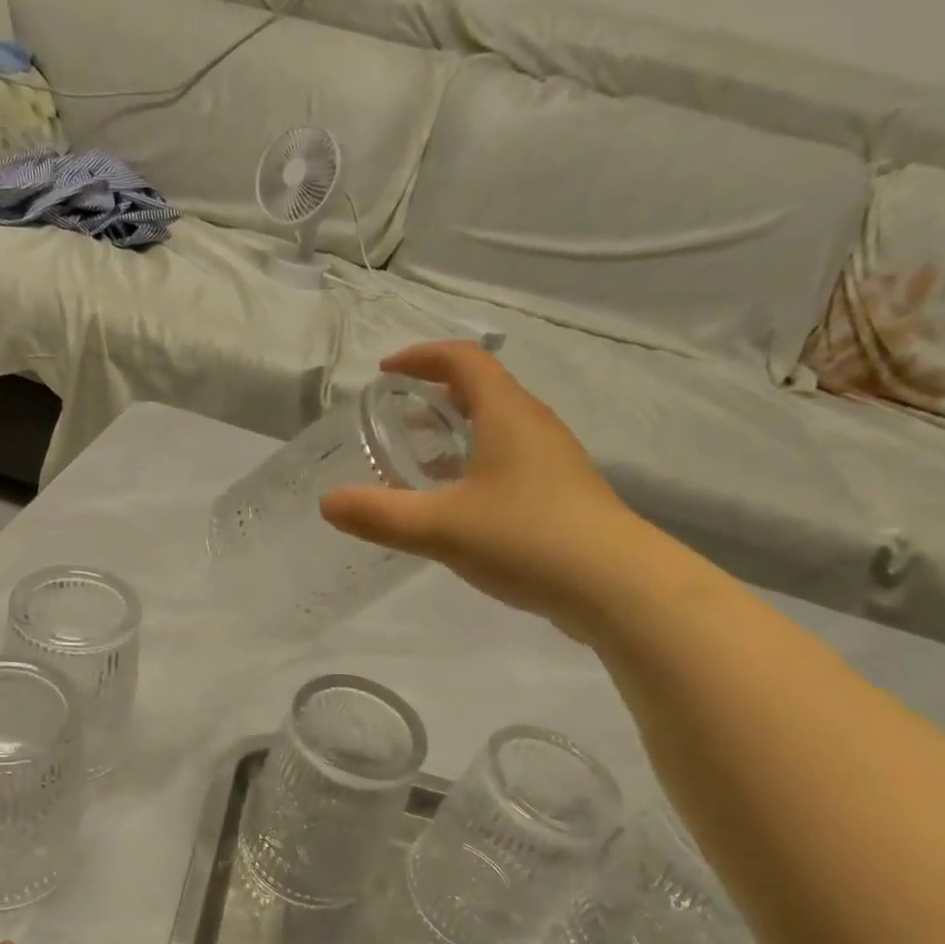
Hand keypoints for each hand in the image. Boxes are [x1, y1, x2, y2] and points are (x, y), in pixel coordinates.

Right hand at [321, 341, 658, 643]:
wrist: (617, 586)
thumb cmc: (526, 539)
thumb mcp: (441, 528)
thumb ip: (380, 515)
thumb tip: (328, 503)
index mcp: (507, 415)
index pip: (463, 361)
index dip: (421, 357)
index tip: (386, 373)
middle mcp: (534, 426)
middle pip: (483, 390)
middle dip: (436, 396)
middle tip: (397, 419)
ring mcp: (554, 462)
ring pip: (499, 429)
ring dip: (458, 434)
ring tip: (421, 463)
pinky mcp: (562, 495)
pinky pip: (511, 462)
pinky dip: (477, 466)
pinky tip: (460, 506)